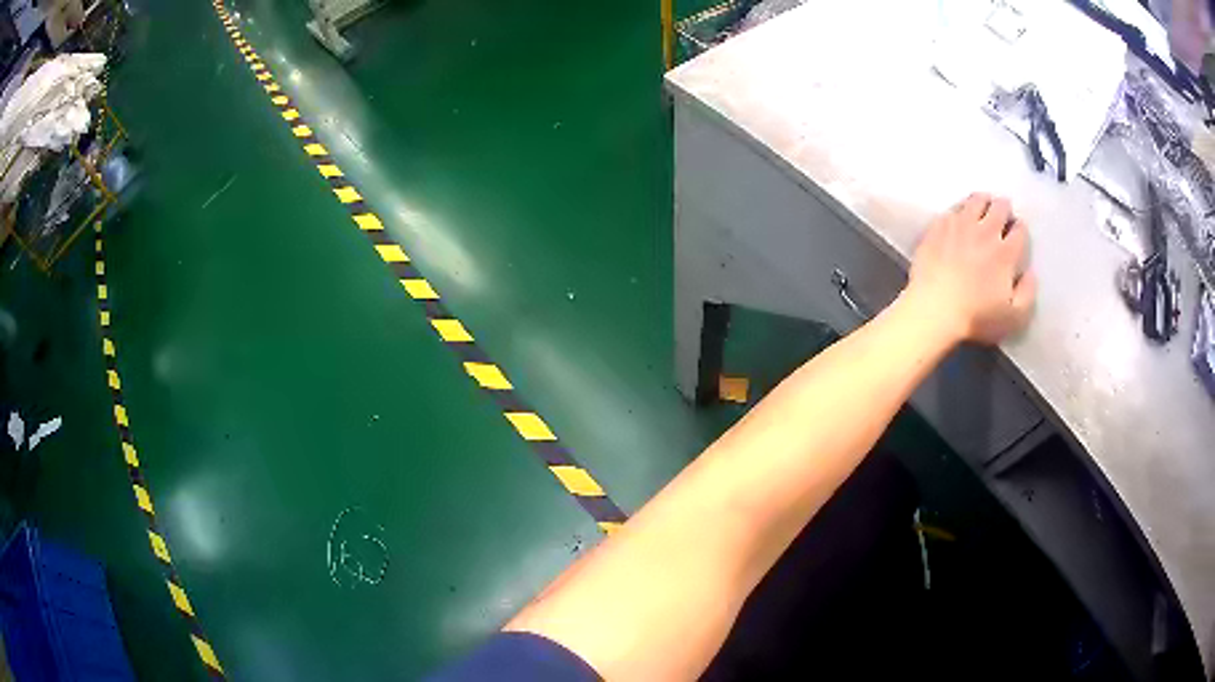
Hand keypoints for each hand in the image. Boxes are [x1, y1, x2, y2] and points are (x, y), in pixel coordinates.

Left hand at [906, 193, 1036, 344]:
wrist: (933, 310)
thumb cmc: (975, 318)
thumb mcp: (1013, 318)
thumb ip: (1028, 294)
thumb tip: (1031, 273)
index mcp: (1005, 253)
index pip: (1019, 229)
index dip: (1020, 230)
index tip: (1017, 234)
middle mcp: (985, 232)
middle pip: (1000, 206)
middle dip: (1004, 209)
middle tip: (1002, 217)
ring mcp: (960, 225)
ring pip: (977, 200)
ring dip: (984, 202)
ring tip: (984, 210)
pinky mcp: (939, 225)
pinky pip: (954, 207)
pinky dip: (961, 209)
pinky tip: (960, 218)